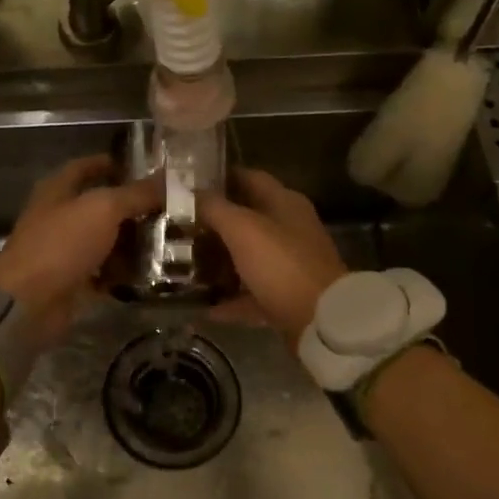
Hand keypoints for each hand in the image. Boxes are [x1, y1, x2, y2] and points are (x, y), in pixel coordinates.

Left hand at [0, 156, 160, 341]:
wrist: (29, 303)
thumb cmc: (61, 244)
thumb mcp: (103, 209)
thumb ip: (136, 193)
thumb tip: (170, 177)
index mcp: (58, 190)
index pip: (85, 167)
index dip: (111, 164)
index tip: (145, 168)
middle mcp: (59, 217)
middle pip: (99, 206)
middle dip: (132, 207)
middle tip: (170, 208)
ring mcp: (64, 251)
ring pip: (104, 240)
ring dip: (132, 241)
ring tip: (170, 240)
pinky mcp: (72, 281)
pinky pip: (103, 272)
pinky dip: (123, 272)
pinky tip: (152, 272)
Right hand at [198, 169, 347, 346]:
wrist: (321, 321)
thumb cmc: (281, 264)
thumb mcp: (242, 229)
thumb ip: (213, 207)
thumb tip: (190, 192)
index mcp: (284, 203)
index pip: (248, 177)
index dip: (218, 177)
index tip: (186, 185)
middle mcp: (289, 229)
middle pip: (245, 219)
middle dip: (212, 223)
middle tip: (177, 227)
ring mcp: (289, 264)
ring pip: (247, 257)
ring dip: (218, 262)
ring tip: (184, 265)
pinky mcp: (286, 297)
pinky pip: (250, 294)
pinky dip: (229, 300)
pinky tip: (203, 308)